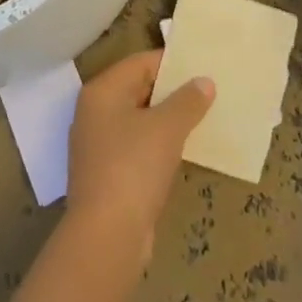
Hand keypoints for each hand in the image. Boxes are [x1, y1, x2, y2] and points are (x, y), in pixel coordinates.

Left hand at [67, 50, 213, 260]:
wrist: (106, 237)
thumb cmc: (133, 167)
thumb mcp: (167, 128)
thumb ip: (187, 100)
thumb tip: (204, 82)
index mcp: (102, 92)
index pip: (140, 63)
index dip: (172, 63)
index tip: (202, 67)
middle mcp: (94, 113)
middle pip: (137, 90)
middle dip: (172, 92)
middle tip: (207, 92)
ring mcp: (97, 146)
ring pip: (138, 121)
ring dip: (167, 120)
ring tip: (202, 119)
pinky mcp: (106, 175)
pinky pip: (137, 148)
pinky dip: (158, 146)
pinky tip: (183, 151)